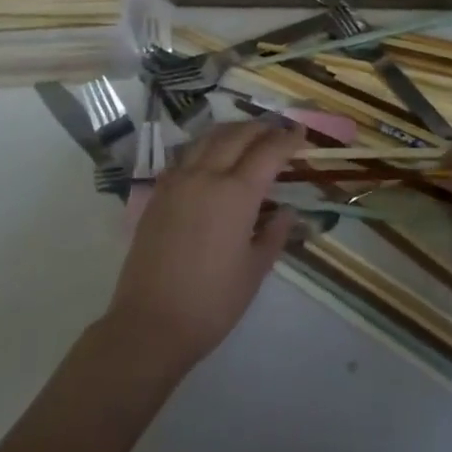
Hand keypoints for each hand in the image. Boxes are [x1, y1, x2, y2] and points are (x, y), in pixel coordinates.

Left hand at [102, 121, 302, 375]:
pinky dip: (205, 146)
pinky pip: (185, 155)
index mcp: (236, 193)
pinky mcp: (158, 193)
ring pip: (208, 138)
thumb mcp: (254, 271)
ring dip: (232, 131)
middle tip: (278, 131)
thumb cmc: (211, 302)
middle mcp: (206, 176)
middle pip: (237, 135)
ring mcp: (178, 181)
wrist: (149, 323)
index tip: (301, 135)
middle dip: (261, 128)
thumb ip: (274, 234)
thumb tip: (286, 211)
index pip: (268, 152)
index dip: (288, 140)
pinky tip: (211, 157)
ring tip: (247, 135)